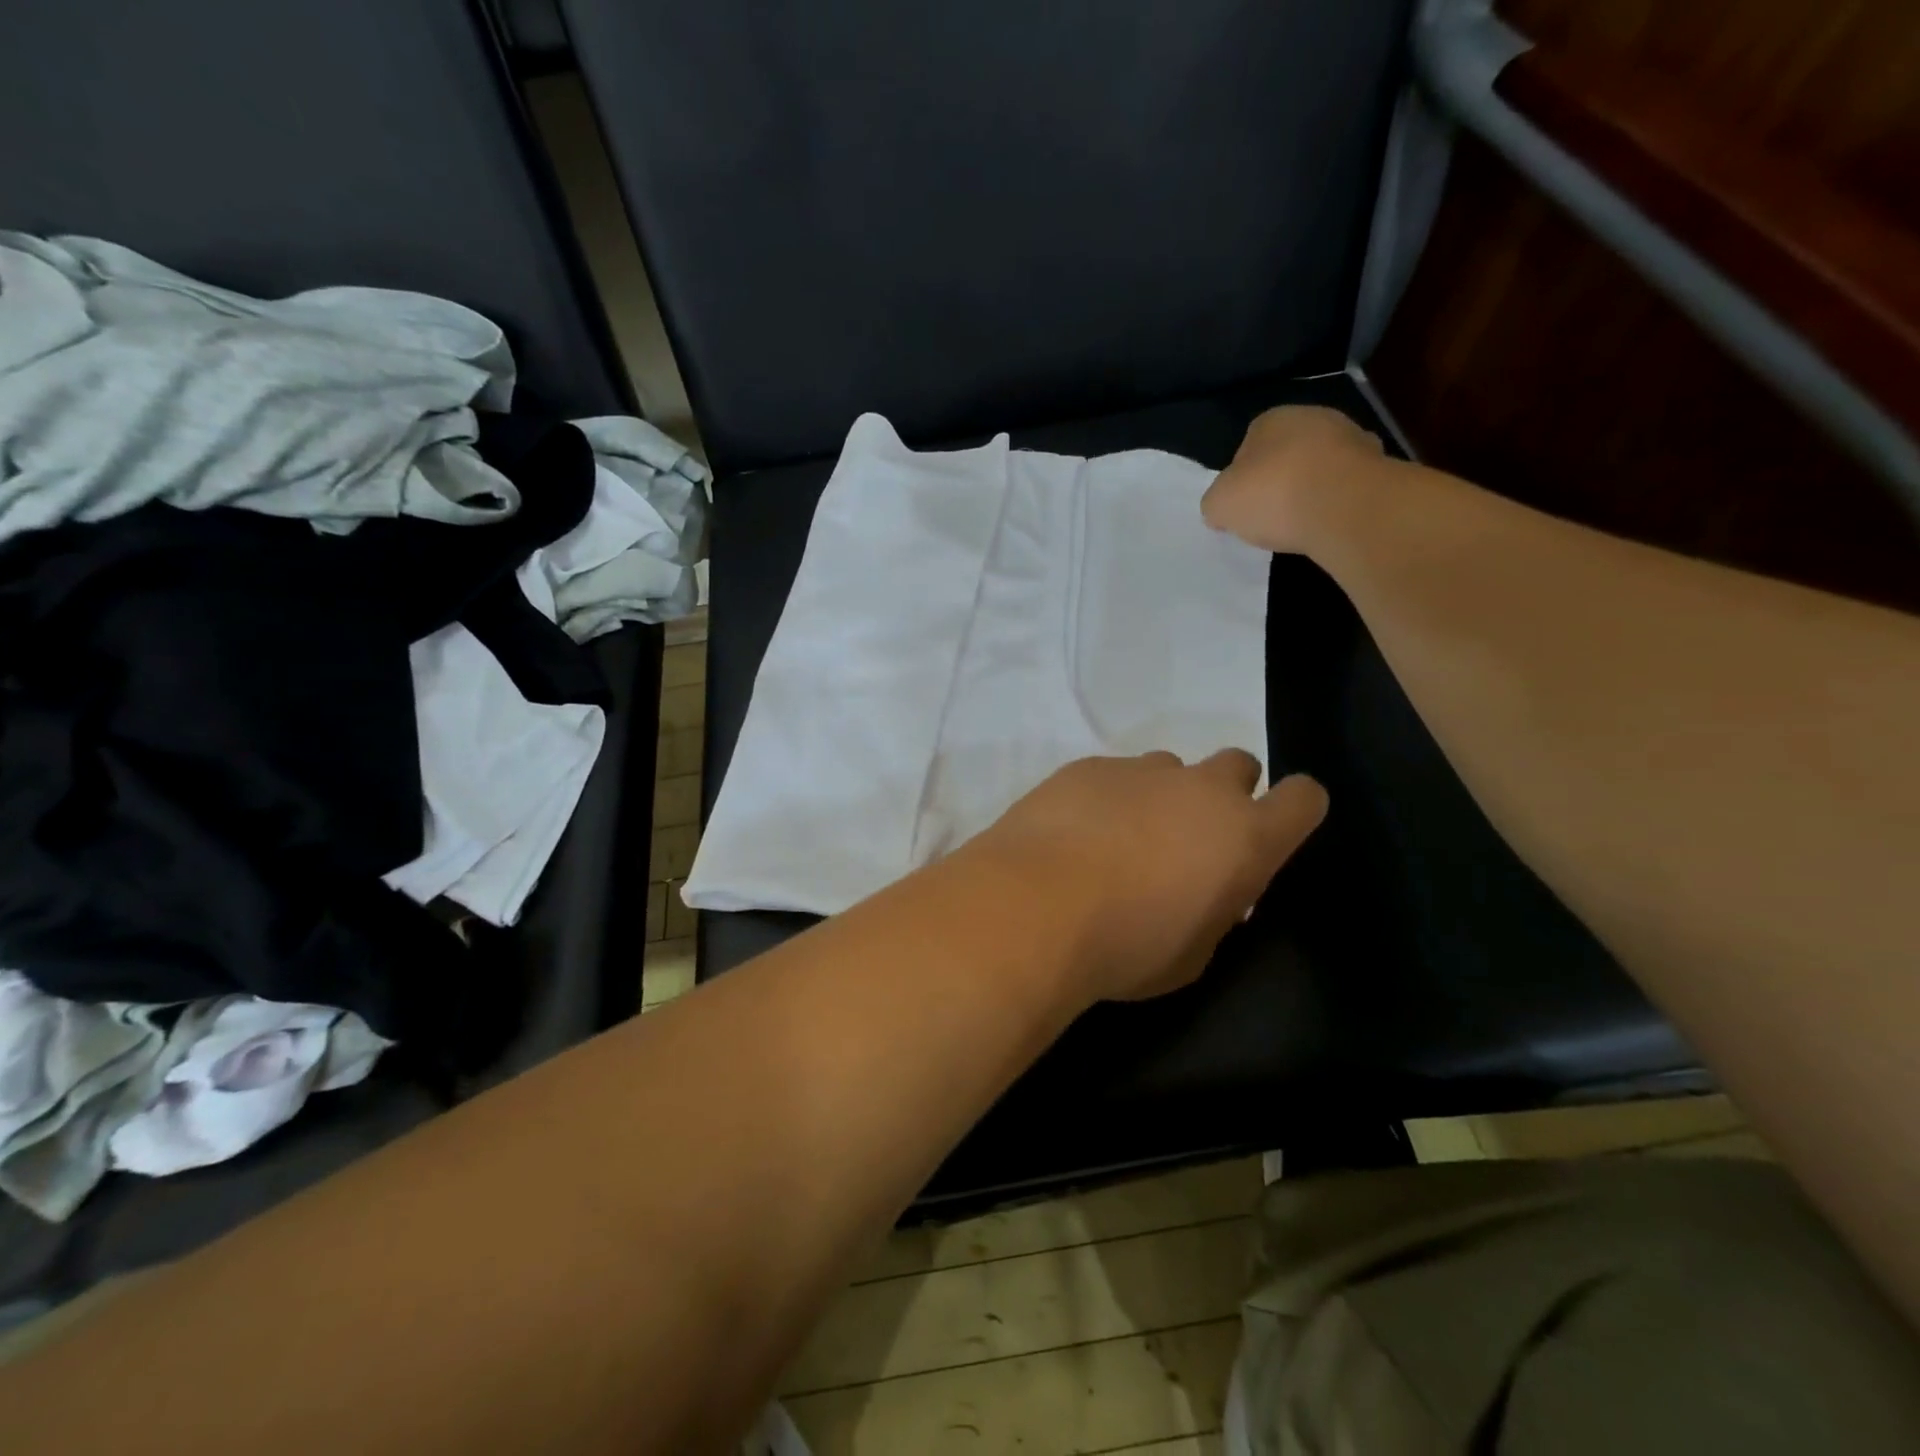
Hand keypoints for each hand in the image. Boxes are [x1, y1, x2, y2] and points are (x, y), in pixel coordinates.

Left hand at [969, 751, 1327, 1003]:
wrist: (1034, 908)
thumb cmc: (1126, 947)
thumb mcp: (1192, 954)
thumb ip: (1214, 913)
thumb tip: (1209, 894)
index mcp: (1245, 836)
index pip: (1304, 798)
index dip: (1295, 810)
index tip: (1275, 831)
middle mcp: (1200, 789)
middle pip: (1238, 765)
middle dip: (1226, 794)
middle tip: (1191, 838)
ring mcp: (1140, 770)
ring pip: (1170, 768)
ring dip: (1161, 797)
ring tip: (1121, 841)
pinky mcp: (1087, 766)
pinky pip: (1113, 774)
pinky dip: (1106, 798)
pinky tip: (1075, 834)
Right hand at [1202, 405, 1386, 554]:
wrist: (1345, 507)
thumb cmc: (1273, 495)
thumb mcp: (1219, 504)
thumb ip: (1216, 503)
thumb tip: (1223, 510)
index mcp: (1272, 419)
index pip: (1248, 445)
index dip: (1242, 477)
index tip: (1242, 505)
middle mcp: (1315, 418)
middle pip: (1287, 453)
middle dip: (1279, 480)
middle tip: (1270, 515)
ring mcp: (1352, 440)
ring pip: (1321, 468)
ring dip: (1312, 490)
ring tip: (1301, 524)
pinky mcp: (1379, 467)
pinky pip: (1346, 487)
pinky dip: (1337, 503)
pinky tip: (1327, 524)